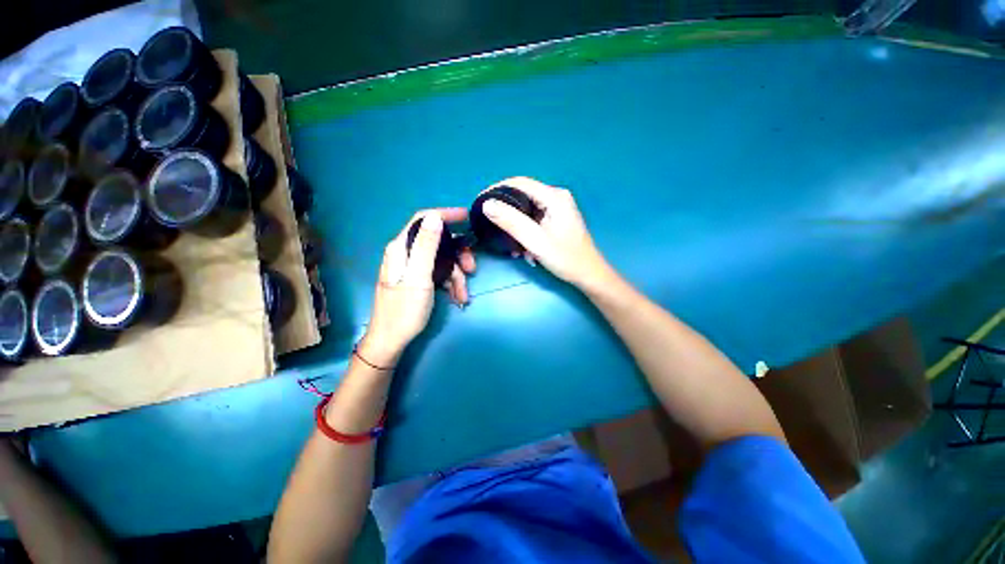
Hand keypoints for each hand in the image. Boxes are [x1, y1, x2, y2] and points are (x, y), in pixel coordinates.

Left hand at [360, 208, 475, 365]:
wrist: (392, 340)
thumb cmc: (404, 310)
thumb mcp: (418, 277)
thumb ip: (426, 246)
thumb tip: (435, 217)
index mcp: (402, 248)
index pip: (424, 220)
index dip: (446, 215)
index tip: (468, 217)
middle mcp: (406, 253)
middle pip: (438, 242)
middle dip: (458, 254)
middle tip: (472, 268)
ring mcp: (413, 267)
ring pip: (443, 260)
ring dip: (457, 275)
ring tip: (463, 294)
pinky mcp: (419, 280)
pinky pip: (440, 274)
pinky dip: (451, 284)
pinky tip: (457, 297)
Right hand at [481, 177, 612, 292]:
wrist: (589, 275)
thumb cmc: (566, 258)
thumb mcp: (536, 241)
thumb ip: (511, 221)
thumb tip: (487, 204)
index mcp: (554, 197)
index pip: (519, 183)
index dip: (497, 189)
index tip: (480, 202)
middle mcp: (556, 197)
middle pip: (523, 197)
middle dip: (507, 214)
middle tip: (493, 228)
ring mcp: (557, 209)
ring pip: (527, 211)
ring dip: (517, 228)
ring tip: (514, 248)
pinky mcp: (557, 220)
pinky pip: (534, 220)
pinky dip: (526, 233)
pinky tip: (525, 250)